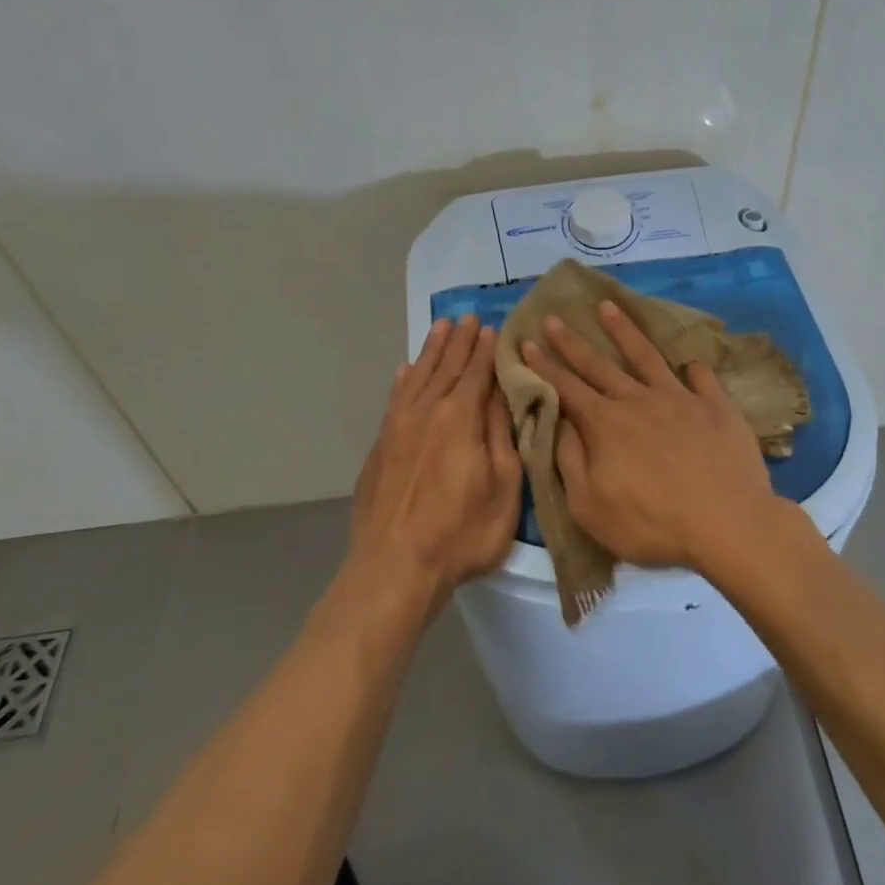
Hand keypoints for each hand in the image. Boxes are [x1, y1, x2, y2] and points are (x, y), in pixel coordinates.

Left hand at [348, 315, 521, 607]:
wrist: (394, 566)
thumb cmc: (460, 532)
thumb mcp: (503, 487)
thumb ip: (502, 437)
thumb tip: (504, 396)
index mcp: (460, 418)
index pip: (478, 372)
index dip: (487, 350)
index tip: (493, 327)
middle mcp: (427, 411)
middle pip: (447, 367)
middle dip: (460, 342)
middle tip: (469, 318)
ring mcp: (398, 427)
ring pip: (417, 376)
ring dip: (431, 351)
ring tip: (441, 328)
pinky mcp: (380, 446)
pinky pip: (394, 399)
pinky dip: (403, 380)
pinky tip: (405, 371)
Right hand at [521, 300, 782, 572]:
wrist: (727, 523)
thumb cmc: (652, 524)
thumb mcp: (590, 507)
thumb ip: (569, 461)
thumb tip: (558, 423)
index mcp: (605, 424)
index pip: (566, 388)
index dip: (544, 365)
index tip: (527, 341)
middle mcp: (638, 400)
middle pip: (598, 364)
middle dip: (571, 341)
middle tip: (554, 316)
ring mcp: (679, 398)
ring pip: (645, 355)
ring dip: (623, 330)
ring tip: (608, 306)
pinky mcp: (715, 406)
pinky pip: (700, 377)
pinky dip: (691, 367)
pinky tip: (688, 363)